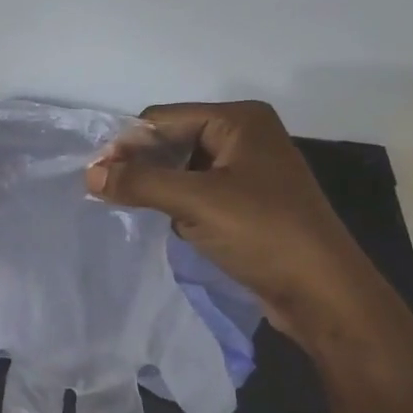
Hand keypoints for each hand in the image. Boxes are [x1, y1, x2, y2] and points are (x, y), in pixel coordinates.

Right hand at [85, 100, 388, 345]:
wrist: (323, 294)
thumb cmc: (263, 234)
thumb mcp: (195, 202)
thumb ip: (139, 183)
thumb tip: (89, 174)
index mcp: (239, 121)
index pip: (163, 118)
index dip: (128, 144)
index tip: (96, 176)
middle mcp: (245, 136)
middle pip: (172, 140)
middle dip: (140, 165)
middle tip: (107, 193)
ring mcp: (249, 171)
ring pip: (182, 167)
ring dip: (157, 186)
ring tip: (131, 208)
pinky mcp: (249, 202)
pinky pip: (198, 190)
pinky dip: (176, 203)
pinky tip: (165, 223)